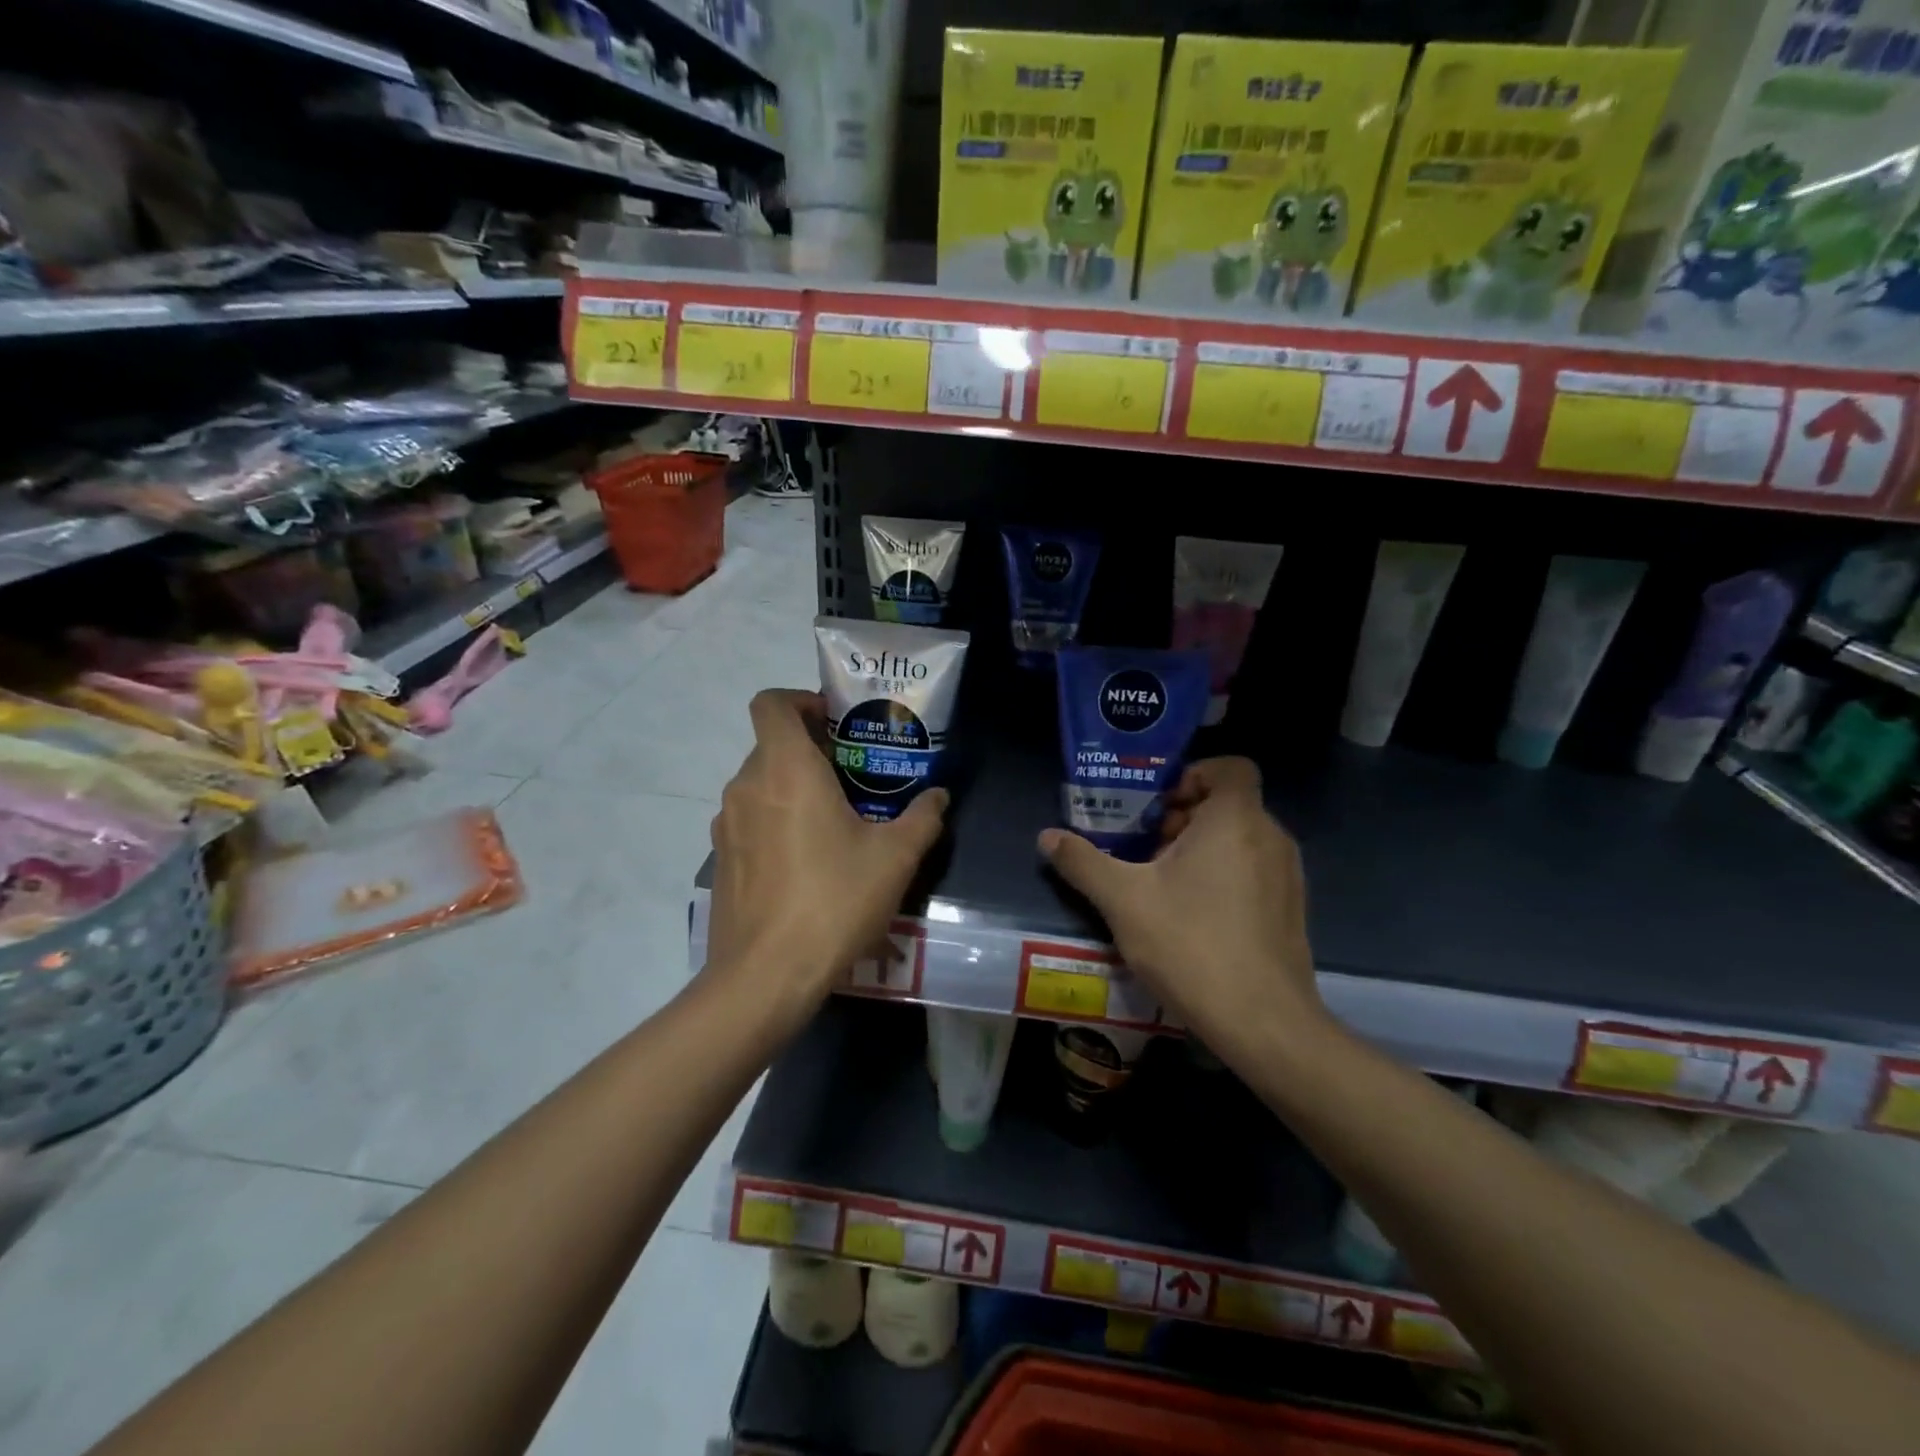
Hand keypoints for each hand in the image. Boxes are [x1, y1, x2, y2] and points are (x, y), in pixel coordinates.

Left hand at [706, 689, 947, 1031]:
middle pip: (772, 745)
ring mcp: (727, 825)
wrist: (765, 976)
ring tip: (837, 821)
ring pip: (762, 785)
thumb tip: (938, 797)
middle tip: (855, 776)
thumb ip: (922, 818)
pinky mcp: (722, 860)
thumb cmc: (834, 900)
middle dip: (812, 751)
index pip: (771, 703)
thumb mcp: (894, 858)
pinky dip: (778, 822)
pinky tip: (810, 862)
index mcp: (786, 769)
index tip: (835, 720)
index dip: (800, 699)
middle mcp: (747, 786)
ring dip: (795, 789)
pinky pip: (752, 821)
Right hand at [1037, 757, 1324, 1064]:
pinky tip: (1193, 915)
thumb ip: (1082, 862)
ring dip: (1201, 848)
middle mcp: (1270, 836)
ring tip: (1161, 883)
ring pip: (1240, 839)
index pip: (1229, 767)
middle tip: (1145, 847)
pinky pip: (1254, 870)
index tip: (1158, 806)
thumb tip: (1046, 837)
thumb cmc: (1191, 944)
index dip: (1192, 775)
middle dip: (1183, 817)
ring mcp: (1288, 874)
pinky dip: (1224, 875)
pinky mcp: (1292, 909)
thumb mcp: (1123, 900)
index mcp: (1235, 819)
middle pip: (1227, 804)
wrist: (1262, 1022)